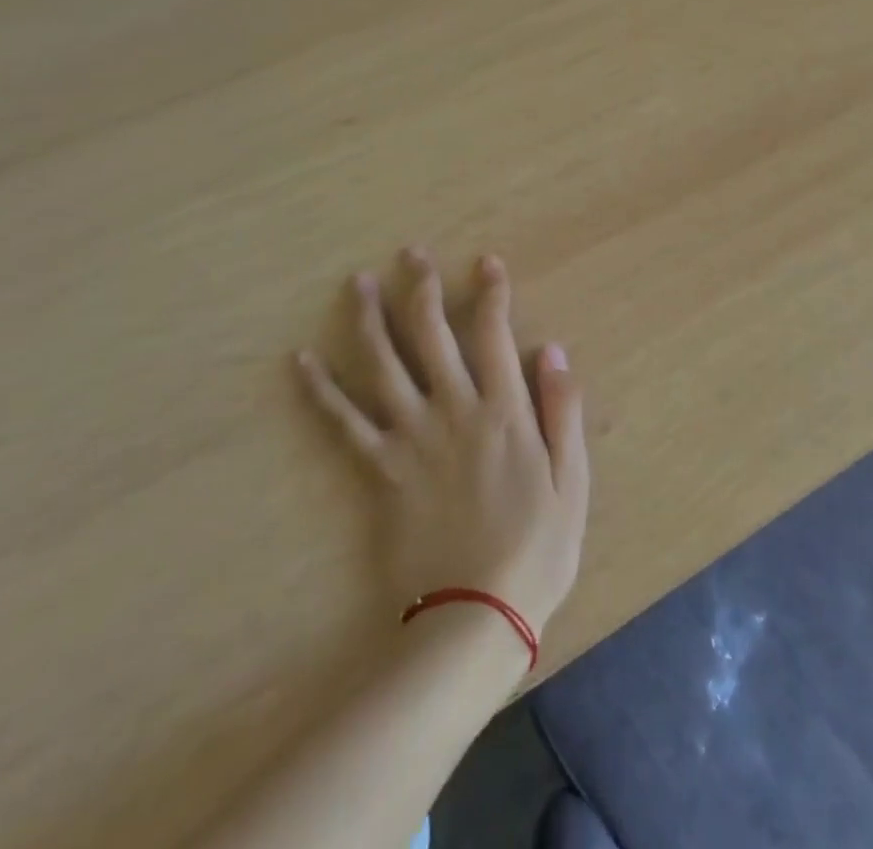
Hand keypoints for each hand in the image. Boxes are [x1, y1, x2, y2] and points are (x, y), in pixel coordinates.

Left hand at [296, 248, 588, 645]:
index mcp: (503, 411)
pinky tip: (301, 361)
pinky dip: (321, 390)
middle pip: (433, 334)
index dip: (491, 293)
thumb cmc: (534, 551)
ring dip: (370, 318)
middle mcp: (454, 410)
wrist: (472, 618)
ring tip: (357, 282)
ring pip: (385, 363)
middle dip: (423, 288)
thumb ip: (562, 413)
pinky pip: (344, 422)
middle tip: (412, 253)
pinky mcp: (379, 469)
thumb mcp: (571, 482)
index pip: (494, 334)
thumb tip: (554, 351)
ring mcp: (411, 437)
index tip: (486, 262)